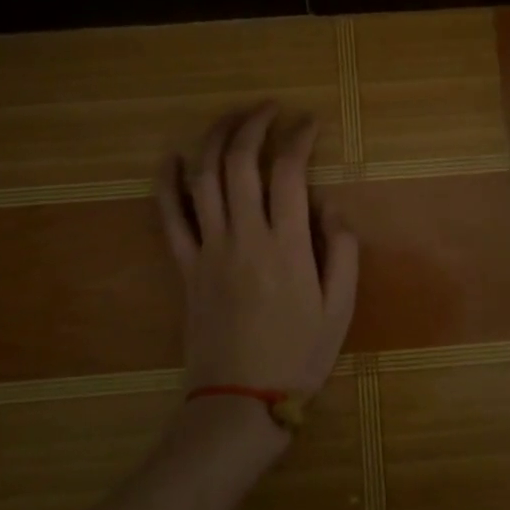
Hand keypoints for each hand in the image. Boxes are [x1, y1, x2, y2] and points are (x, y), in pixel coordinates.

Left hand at [155, 104, 359, 408]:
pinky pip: (169, 218)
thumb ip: (342, 250)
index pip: (289, 172)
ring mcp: (209, 249)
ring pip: (204, 179)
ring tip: (230, 118)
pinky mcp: (185, 267)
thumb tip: (331, 205)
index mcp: (287, 245)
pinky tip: (172, 158)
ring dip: (214, 139)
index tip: (308, 121)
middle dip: (253, 124)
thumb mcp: (340, 308)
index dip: (298, 137)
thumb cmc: (297, 356)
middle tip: (268, 108)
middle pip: (240, 162)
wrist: (240, 402)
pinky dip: (167, 183)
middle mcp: (245, 236)